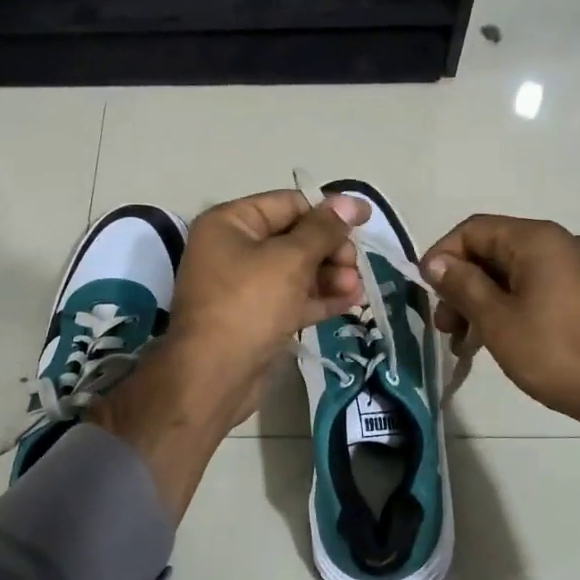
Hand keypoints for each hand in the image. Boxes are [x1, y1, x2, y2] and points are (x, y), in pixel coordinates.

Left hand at [90, 191, 368, 517]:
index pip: (288, 204)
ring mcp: (244, 286)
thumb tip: (352, 202)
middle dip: (330, 250)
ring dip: (331, 275)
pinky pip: (293, 298)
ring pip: (297, 270)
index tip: (365, 222)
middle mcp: (234, 249)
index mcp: (230, 223)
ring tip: (357, 287)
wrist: (213, 377)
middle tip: (356, 265)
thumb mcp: (290, 260)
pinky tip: (352, 302)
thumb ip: (323, 230)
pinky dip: (320, 298)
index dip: (328, 211)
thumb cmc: (248, 305)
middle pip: (294, 237)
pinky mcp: (257, 318)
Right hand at [421, 215, 579, 428]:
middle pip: (497, 250)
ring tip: (468, 343)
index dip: (442, 256)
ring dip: (486, 300)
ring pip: (519, 273)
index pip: (475, 229)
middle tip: (446, 327)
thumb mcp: (498, 321)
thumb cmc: (557, 354)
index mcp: (540, 239)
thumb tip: (436, 262)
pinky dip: (515, 306)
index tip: (426, 293)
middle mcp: (565, 243)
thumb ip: (463, 285)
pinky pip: (543, 287)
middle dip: (464, 285)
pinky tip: (503, 339)